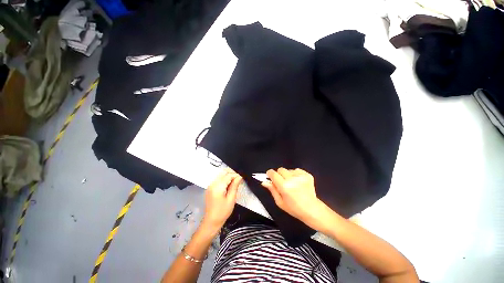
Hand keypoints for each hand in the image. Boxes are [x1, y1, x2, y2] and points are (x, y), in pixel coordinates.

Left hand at [202, 169, 241, 232]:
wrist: (211, 221)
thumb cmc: (223, 212)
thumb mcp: (231, 199)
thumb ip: (234, 186)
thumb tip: (239, 177)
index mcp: (218, 187)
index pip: (228, 176)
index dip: (236, 175)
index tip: (242, 177)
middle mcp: (212, 184)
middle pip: (223, 173)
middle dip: (232, 174)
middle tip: (239, 179)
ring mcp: (210, 186)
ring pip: (220, 175)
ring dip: (228, 176)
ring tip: (235, 182)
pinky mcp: (209, 188)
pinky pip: (218, 180)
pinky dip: (224, 180)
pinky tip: (229, 185)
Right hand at [261, 168, 327, 230]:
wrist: (312, 210)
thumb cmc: (294, 208)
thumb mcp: (280, 202)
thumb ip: (272, 190)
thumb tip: (264, 182)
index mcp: (284, 186)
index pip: (273, 173)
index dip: (270, 174)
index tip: (270, 176)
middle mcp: (292, 179)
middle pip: (280, 169)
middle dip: (279, 175)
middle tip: (282, 183)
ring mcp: (301, 176)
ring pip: (288, 170)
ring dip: (288, 175)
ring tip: (292, 184)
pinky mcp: (307, 175)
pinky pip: (297, 170)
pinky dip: (295, 175)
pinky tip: (298, 183)